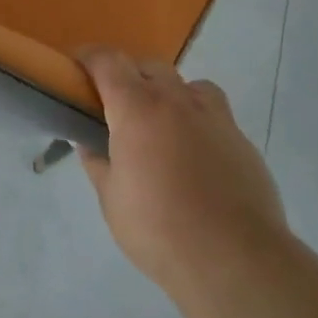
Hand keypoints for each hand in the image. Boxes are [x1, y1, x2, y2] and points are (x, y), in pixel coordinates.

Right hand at [77, 49, 285, 300]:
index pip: (108, 62)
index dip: (89, 58)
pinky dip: (198, 122)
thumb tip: (90, 144)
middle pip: (149, 66)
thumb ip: (98, 164)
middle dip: (130, 77)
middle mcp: (176, 100)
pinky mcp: (241, 139)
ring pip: (187, 85)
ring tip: (162, 127)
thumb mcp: (112, 200)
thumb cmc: (159, 229)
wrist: (234, 259)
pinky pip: (214, 114)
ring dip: (169, 95)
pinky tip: (196, 157)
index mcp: (137, 109)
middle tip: (118, 108)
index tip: (76, 68)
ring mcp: (214, 116)